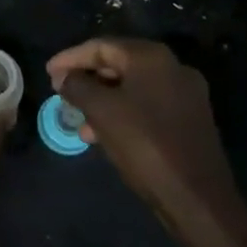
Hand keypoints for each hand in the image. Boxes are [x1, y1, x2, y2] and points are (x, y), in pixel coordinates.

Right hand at [46, 37, 237, 222]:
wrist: (199, 200)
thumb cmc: (145, 146)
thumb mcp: (101, 112)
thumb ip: (77, 86)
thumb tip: (64, 77)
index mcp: (151, 57)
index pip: (101, 46)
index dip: (70, 58)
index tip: (48, 73)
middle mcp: (172, 67)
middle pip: (118, 64)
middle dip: (86, 79)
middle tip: (61, 93)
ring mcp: (185, 95)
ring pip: (131, 88)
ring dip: (102, 100)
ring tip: (80, 121)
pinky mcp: (189, 120)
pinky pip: (147, 106)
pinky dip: (122, 113)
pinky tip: (104, 135)